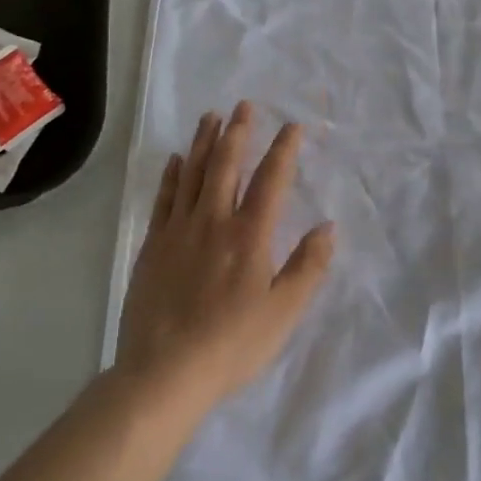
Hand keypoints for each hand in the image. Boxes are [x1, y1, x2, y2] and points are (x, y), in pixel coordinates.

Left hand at [115, 103, 334, 413]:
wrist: (162, 374)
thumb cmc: (231, 345)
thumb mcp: (283, 313)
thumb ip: (308, 267)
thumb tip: (328, 226)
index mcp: (250, 235)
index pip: (271, 180)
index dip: (284, 150)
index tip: (293, 126)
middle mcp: (214, 221)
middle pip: (227, 165)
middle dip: (239, 132)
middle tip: (244, 105)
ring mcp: (179, 231)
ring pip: (194, 174)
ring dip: (205, 142)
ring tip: (211, 116)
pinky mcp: (153, 246)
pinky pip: (165, 199)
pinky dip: (173, 175)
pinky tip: (177, 159)